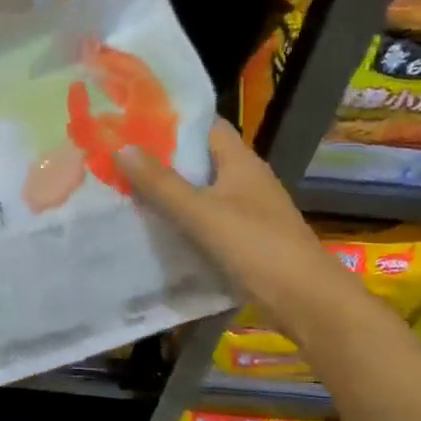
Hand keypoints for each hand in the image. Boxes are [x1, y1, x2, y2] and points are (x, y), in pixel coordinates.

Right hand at [117, 119, 325, 306]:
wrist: (303, 300)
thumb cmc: (255, 245)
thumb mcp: (201, 212)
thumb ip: (160, 183)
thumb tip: (121, 147)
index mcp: (241, 162)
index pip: (206, 126)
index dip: (173, 120)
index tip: (134, 120)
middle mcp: (246, 180)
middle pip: (200, 159)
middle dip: (163, 158)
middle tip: (117, 156)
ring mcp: (247, 211)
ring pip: (201, 192)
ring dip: (170, 191)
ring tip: (124, 188)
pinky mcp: (244, 240)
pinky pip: (206, 220)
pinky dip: (182, 220)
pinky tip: (153, 227)